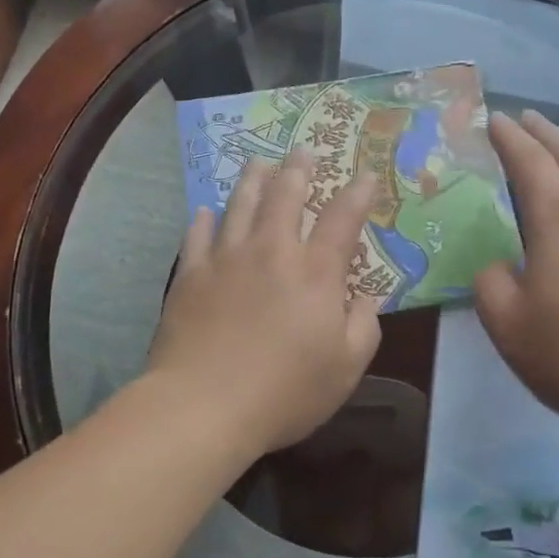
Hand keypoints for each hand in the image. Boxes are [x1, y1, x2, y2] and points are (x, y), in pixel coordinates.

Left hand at [147, 148, 382, 456]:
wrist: (202, 406)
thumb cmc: (284, 392)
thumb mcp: (345, 369)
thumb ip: (364, 326)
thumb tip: (367, 296)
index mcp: (315, 273)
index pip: (342, 219)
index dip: (357, 193)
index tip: (365, 174)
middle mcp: (272, 252)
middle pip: (285, 195)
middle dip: (298, 169)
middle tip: (303, 150)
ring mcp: (227, 259)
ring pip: (241, 204)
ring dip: (253, 179)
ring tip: (260, 161)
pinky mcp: (191, 275)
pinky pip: (198, 234)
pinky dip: (205, 218)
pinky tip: (207, 210)